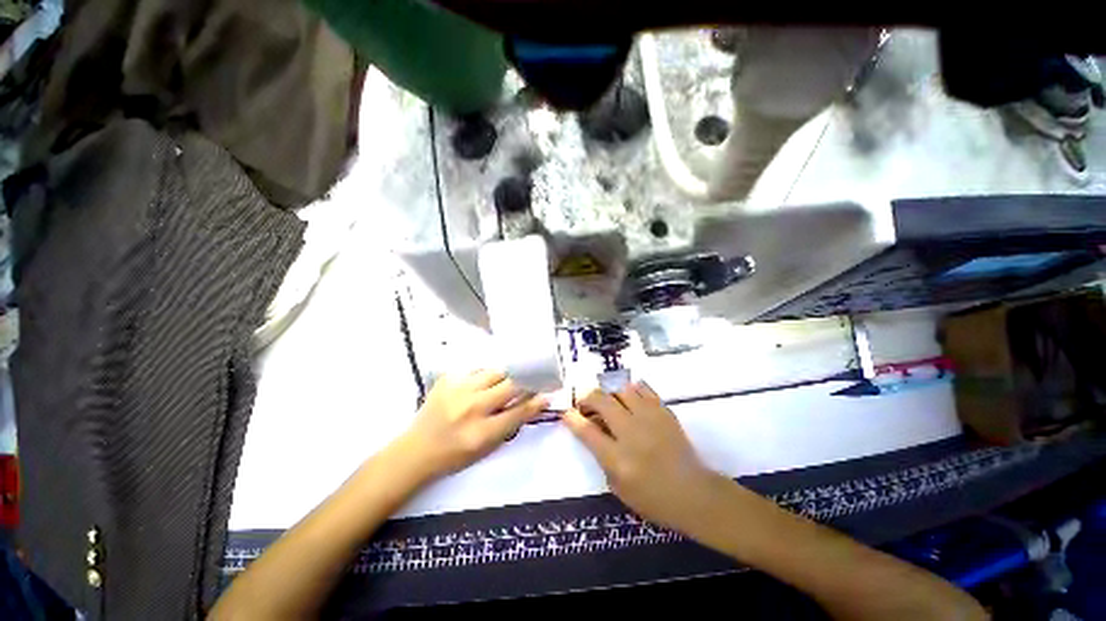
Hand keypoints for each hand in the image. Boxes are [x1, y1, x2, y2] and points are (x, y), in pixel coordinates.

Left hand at [396, 370, 547, 482]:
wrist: (415, 450)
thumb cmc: (455, 455)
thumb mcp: (486, 448)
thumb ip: (511, 425)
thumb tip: (533, 403)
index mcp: (482, 433)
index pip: (519, 411)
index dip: (537, 401)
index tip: (548, 392)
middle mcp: (471, 408)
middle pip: (510, 385)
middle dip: (526, 381)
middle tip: (531, 379)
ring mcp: (457, 390)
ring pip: (495, 372)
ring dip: (505, 376)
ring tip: (504, 382)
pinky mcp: (447, 380)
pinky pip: (476, 369)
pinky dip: (484, 375)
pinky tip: (482, 383)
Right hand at [562, 383, 722, 530]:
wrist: (694, 493)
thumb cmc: (653, 498)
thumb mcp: (618, 487)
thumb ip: (601, 456)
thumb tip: (590, 428)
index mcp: (618, 459)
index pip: (586, 430)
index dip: (571, 418)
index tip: (566, 412)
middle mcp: (631, 433)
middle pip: (601, 400)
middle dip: (586, 397)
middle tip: (584, 403)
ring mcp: (650, 418)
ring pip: (620, 389)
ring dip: (608, 392)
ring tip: (607, 401)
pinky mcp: (664, 410)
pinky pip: (642, 388)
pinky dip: (630, 389)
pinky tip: (627, 397)